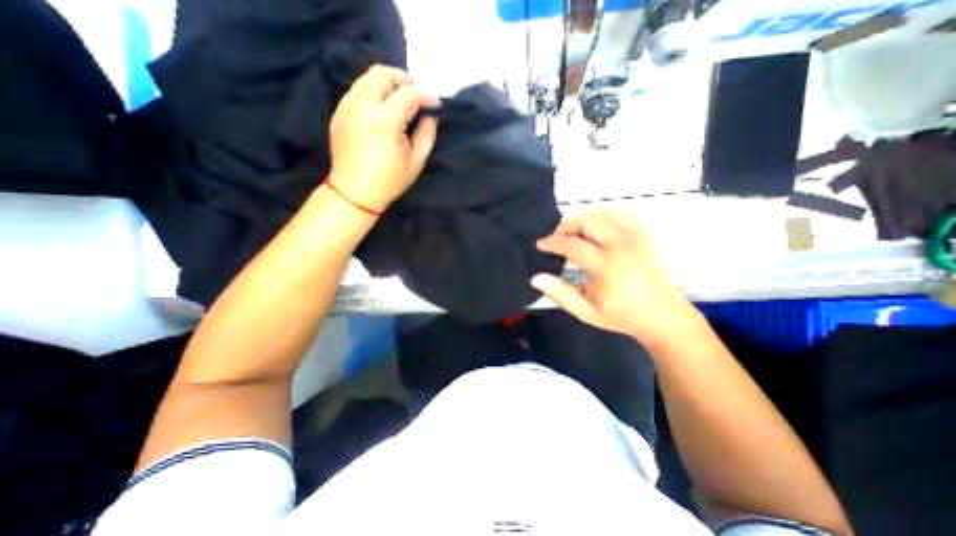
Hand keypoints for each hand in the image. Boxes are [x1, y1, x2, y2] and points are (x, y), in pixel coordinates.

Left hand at [325, 62, 435, 209]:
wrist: (354, 192)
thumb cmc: (389, 181)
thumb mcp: (416, 161)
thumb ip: (427, 134)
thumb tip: (430, 116)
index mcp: (385, 121)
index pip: (408, 94)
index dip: (426, 96)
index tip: (436, 105)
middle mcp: (362, 106)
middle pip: (383, 74)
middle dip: (404, 80)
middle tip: (416, 97)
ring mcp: (347, 106)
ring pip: (368, 78)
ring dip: (388, 84)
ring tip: (401, 102)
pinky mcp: (339, 111)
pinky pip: (359, 90)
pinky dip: (374, 92)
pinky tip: (383, 110)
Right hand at [535, 210, 699, 347]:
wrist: (663, 317)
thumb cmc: (622, 316)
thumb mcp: (585, 311)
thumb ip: (560, 293)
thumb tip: (536, 278)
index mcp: (606, 267)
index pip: (572, 245)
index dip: (552, 243)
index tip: (541, 245)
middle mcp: (621, 246)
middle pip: (587, 221)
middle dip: (566, 226)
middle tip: (557, 239)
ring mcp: (635, 238)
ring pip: (603, 213)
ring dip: (583, 219)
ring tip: (574, 232)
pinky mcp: (643, 236)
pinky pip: (622, 213)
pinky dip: (604, 214)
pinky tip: (596, 225)